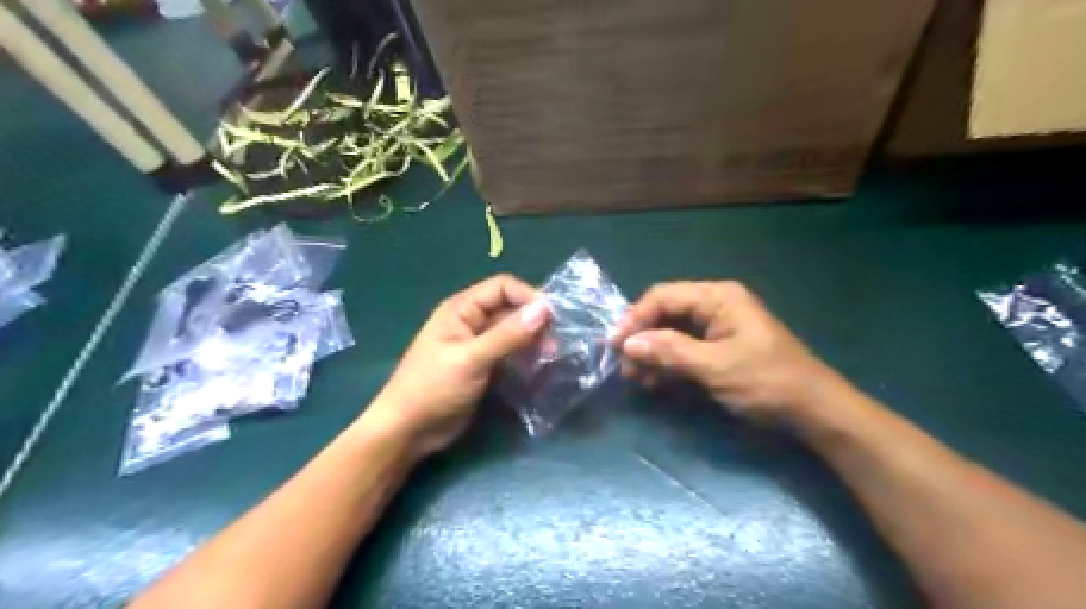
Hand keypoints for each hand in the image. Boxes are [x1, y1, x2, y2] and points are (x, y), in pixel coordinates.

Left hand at [368, 272, 552, 456]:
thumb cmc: (433, 388)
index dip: (528, 297)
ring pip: (513, 333)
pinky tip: (539, 368)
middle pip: (510, 309)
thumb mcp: (472, 359)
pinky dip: (525, 357)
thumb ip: (508, 335)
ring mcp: (478, 345)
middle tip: (554, 344)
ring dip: (532, 341)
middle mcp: (471, 321)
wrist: (408, 431)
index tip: (552, 317)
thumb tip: (544, 309)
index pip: (503, 288)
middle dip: (534, 322)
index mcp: (462, 309)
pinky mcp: (484, 367)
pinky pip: (510, 354)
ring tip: (550, 357)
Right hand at [609, 280, 838, 419]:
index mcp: (718, 297)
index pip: (663, 297)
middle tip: (625, 367)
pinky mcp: (719, 348)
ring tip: (637, 378)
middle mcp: (715, 305)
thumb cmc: (766, 382)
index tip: (614, 345)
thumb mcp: (715, 367)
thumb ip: (670, 351)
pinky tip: (655, 382)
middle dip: (643, 339)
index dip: (635, 318)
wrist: (813, 411)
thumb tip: (627, 343)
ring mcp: (718, 327)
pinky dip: (668, 363)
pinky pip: (684, 349)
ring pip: (672, 333)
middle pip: (666, 313)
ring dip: (652, 354)